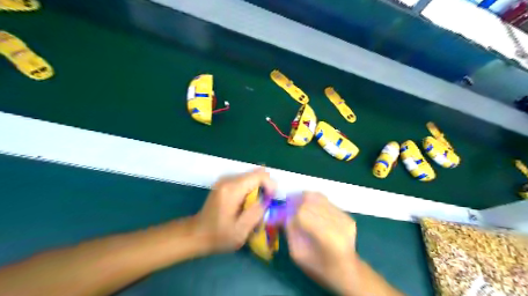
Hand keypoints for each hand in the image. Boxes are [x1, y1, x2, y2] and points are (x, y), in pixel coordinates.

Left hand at [193, 168, 275, 252]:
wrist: (196, 234)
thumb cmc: (218, 236)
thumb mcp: (241, 230)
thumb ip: (257, 212)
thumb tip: (267, 197)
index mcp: (232, 189)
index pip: (260, 175)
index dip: (270, 185)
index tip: (271, 200)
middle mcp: (228, 179)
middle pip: (256, 174)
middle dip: (265, 188)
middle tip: (264, 205)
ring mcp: (225, 179)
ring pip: (251, 177)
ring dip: (258, 189)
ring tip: (255, 207)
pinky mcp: (224, 183)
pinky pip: (244, 181)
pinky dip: (250, 190)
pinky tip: (246, 204)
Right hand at [285, 193, 358, 293]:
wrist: (347, 272)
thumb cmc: (319, 267)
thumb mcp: (297, 254)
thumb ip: (290, 230)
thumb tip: (284, 212)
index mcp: (325, 237)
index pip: (303, 213)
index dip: (290, 208)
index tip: (283, 210)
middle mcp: (337, 224)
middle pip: (312, 200)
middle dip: (297, 200)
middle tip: (289, 204)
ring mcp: (344, 218)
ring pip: (319, 197)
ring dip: (306, 199)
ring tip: (299, 205)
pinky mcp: (347, 215)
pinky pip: (326, 202)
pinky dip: (316, 202)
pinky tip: (312, 211)